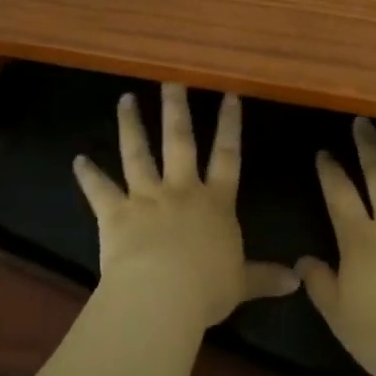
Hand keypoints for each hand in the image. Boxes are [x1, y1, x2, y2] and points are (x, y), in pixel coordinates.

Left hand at [73, 84, 298, 329]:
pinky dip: (88, 176)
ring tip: (125, 99)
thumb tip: (297, 281)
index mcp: (215, 203)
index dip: (229, 125)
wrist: (162, 296)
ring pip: (138, 154)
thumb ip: (266, 276)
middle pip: (180, 141)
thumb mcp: (242, 283)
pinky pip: (100, 191)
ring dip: (131, 126)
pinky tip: (78, 160)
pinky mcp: (116, 213)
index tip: (229, 95)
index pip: (227, 155)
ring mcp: (146, 198)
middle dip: (176, 108)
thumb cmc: (207, 288)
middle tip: (171, 79)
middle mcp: (181, 190)